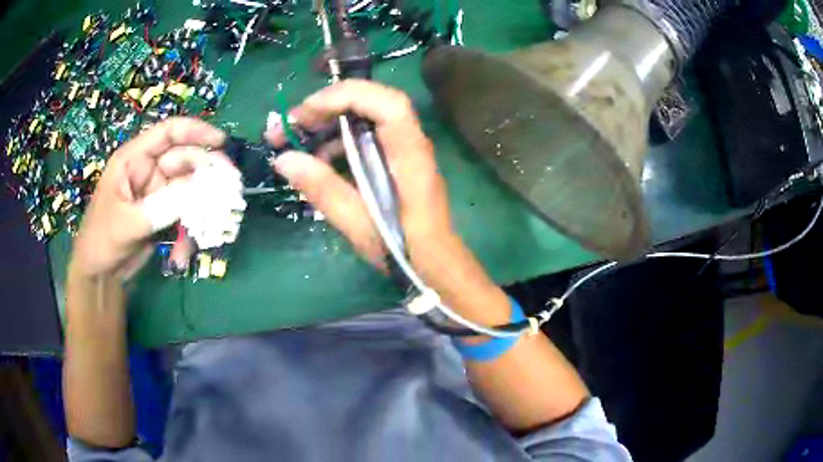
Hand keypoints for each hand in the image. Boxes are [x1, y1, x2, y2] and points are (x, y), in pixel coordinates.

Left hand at [70, 117, 225, 279]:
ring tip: (209, 227)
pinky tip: (182, 253)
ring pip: (188, 190)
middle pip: (184, 160)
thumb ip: (160, 207)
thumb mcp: (127, 223)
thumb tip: (199, 192)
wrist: (100, 275)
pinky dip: (189, 232)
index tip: (222, 141)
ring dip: (200, 208)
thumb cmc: (102, 241)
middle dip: (206, 173)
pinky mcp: (163, 214)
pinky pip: (185, 215)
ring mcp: (157, 193)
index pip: (168, 133)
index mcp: (134, 160)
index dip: (195, 131)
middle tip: (228, 189)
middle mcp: (148, 171)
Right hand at [266, 80, 501, 311]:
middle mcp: (408, 141)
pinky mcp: (390, 161)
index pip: (385, 102)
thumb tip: (284, 159)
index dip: (344, 97)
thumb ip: (323, 189)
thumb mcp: (359, 222)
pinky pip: (359, 140)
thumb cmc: (405, 247)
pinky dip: (333, 144)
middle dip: (325, 108)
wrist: (433, 263)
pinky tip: (312, 163)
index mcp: (409, 151)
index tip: (305, 114)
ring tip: (289, 144)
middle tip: (287, 127)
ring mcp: (399, 149)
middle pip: (369, 103)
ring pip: (360, 120)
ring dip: (324, 126)